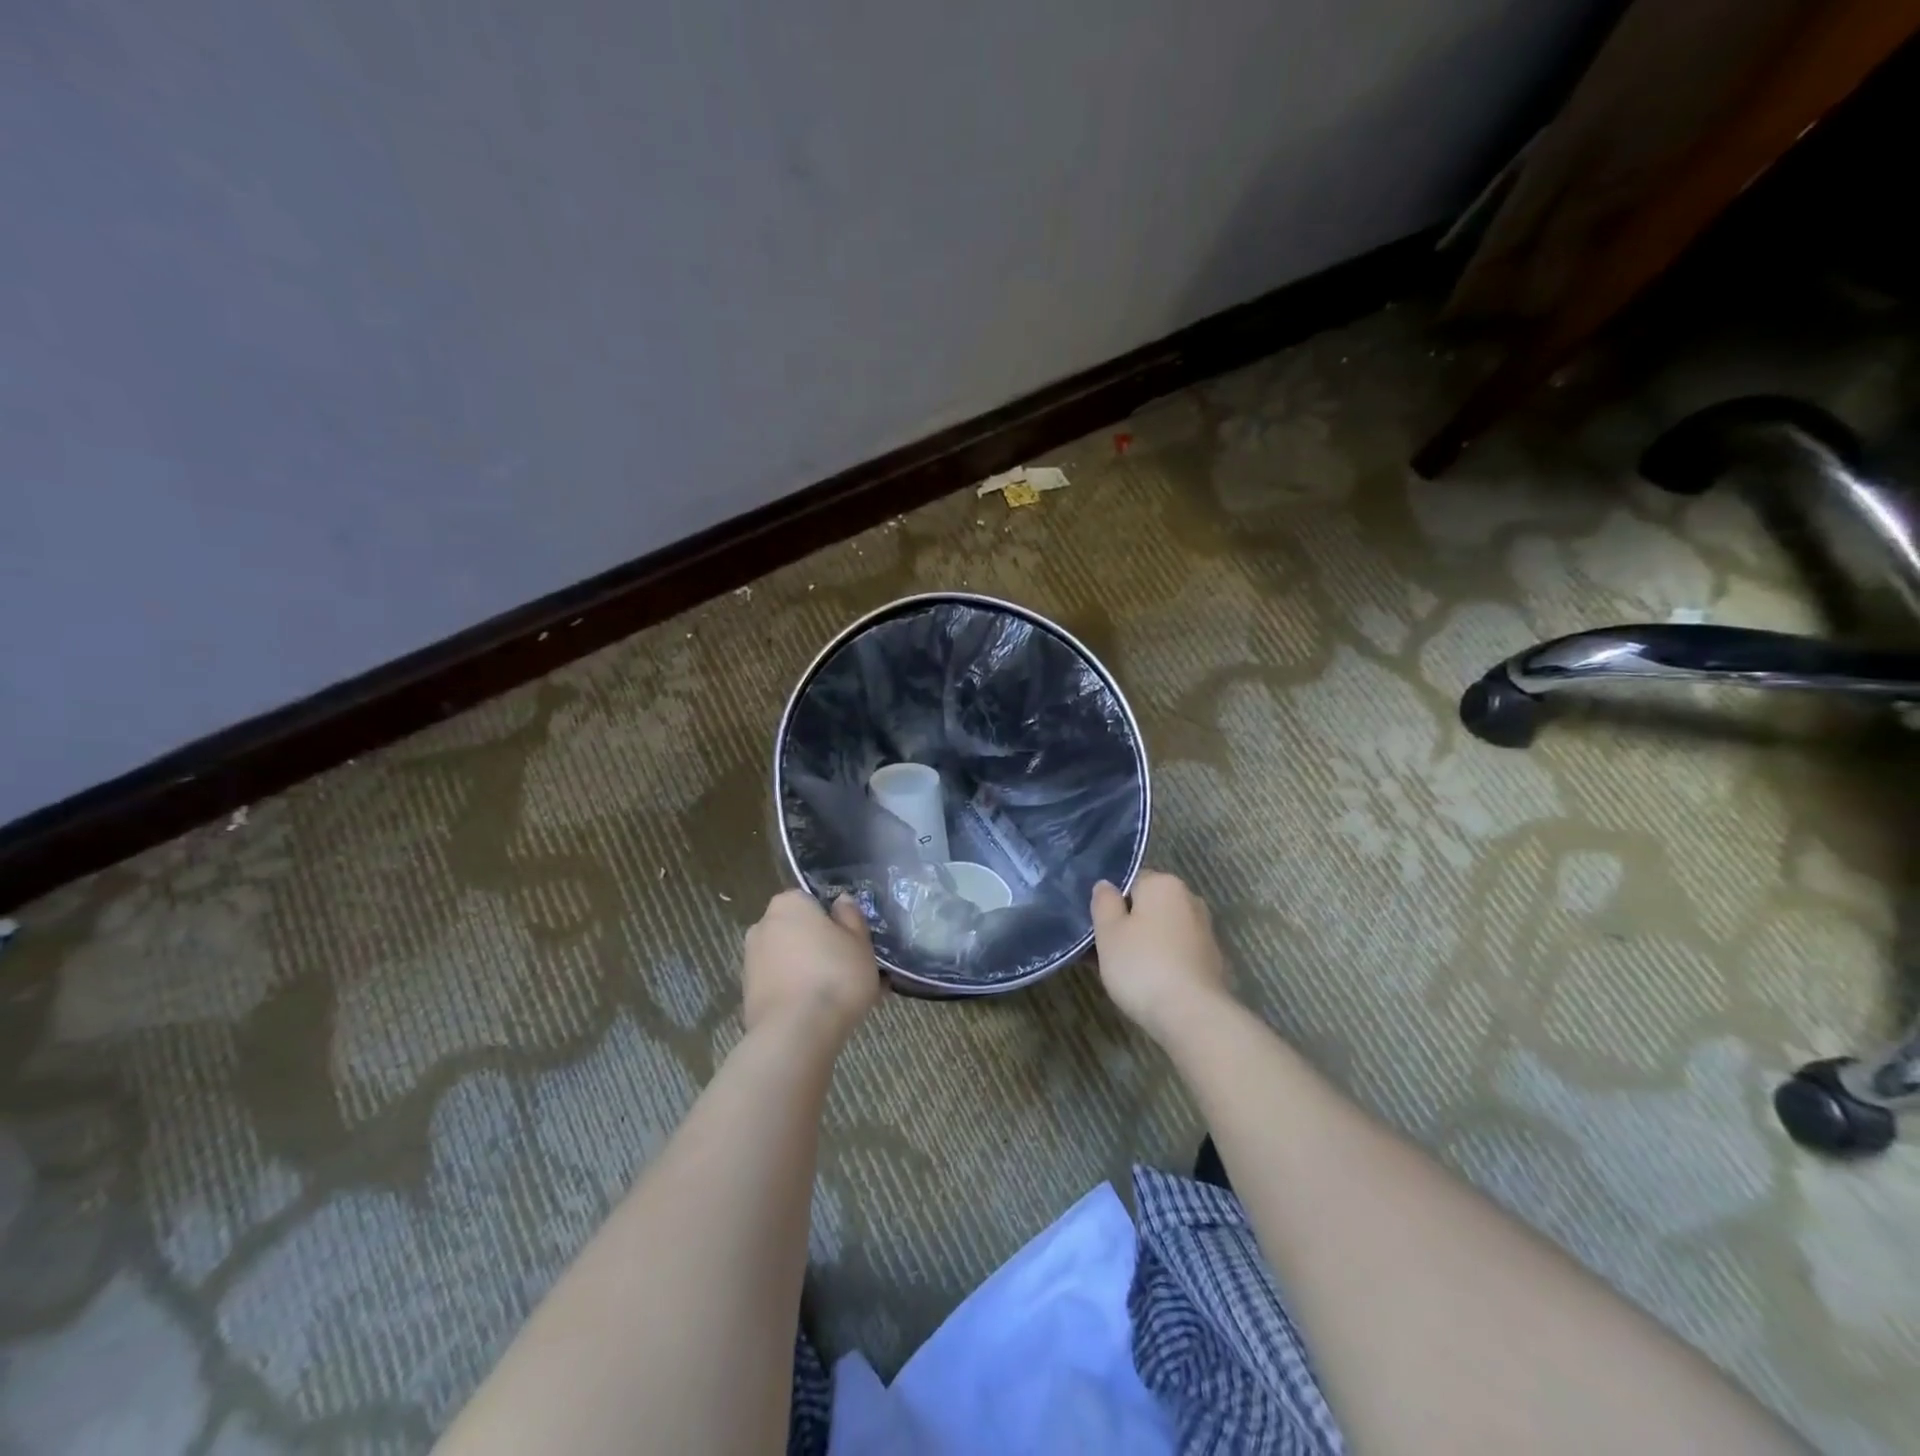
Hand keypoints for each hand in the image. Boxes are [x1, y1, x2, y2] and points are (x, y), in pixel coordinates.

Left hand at [743, 891, 883, 1045]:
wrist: (795, 1034)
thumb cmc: (834, 976)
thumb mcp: (859, 942)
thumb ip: (851, 916)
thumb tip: (841, 901)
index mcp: (789, 904)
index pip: (812, 901)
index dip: (833, 920)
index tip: (851, 941)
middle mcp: (762, 925)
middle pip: (798, 930)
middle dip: (819, 946)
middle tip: (848, 968)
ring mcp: (751, 961)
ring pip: (790, 960)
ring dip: (809, 971)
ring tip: (839, 997)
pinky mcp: (748, 995)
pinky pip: (781, 985)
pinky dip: (797, 993)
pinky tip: (820, 1013)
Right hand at [1090, 871, 1232, 1043]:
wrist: (1192, 1015)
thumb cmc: (1142, 965)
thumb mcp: (1108, 931)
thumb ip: (1104, 902)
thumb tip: (1106, 885)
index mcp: (1164, 884)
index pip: (1130, 881)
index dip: (1111, 903)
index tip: (1098, 927)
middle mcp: (1189, 900)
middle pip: (1148, 906)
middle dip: (1129, 923)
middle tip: (1106, 950)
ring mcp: (1204, 931)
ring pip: (1162, 930)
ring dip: (1145, 944)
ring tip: (1124, 972)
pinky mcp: (1212, 961)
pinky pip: (1177, 952)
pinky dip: (1163, 961)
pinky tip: (1149, 984)